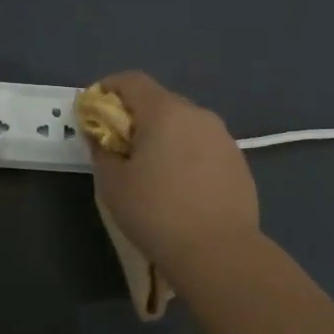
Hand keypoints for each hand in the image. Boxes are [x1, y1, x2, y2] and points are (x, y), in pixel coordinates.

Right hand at [86, 71, 261, 283]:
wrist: (220, 252)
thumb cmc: (157, 213)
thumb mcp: (113, 184)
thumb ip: (101, 150)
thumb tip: (100, 135)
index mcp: (165, 112)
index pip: (132, 80)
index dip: (108, 89)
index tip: (94, 111)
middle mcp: (197, 114)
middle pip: (160, 100)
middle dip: (136, 116)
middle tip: (120, 146)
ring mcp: (223, 137)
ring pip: (184, 123)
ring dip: (164, 135)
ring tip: (153, 170)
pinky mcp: (238, 161)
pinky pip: (204, 145)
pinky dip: (187, 154)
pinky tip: (181, 186)